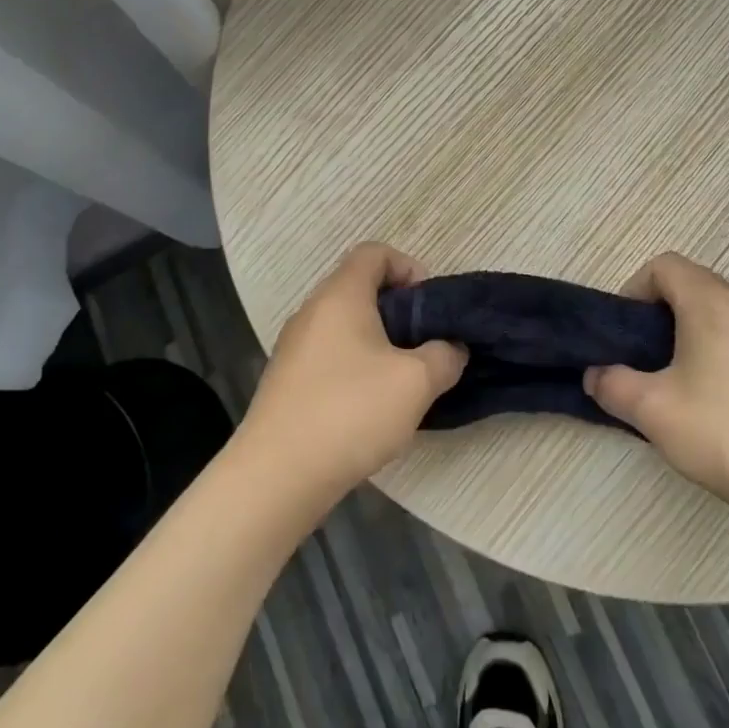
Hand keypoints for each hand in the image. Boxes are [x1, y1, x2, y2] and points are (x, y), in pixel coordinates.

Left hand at [239, 242, 465, 503]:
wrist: (278, 475)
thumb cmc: (351, 412)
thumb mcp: (416, 382)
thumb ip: (444, 355)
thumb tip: (450, 348)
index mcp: (341, 295)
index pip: (374, 252)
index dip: (408, 267)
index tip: (429, 307)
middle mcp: (312, 310)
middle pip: (359, 287)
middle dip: (398, 310)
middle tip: (424, 345)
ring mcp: (294, 346)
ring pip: (344, 324)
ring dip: (378, 341)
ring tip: (401, 379)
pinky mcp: (287, 379)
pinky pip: (329, 354)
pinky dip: (354, 364)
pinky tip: (369, 405)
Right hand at [584, 252, 728, 521]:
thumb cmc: (722, 431)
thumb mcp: (650, 409)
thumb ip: (611, 384)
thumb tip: (594, 376)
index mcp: (712, 301)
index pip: (665, 265)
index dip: (635, 289)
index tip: (626, 332)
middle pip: (696, 286)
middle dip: (663, 313)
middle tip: (646, 358)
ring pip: (725, 313)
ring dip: (696, 333)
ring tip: (682, 381)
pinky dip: (727, 352)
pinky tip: (723, 402)